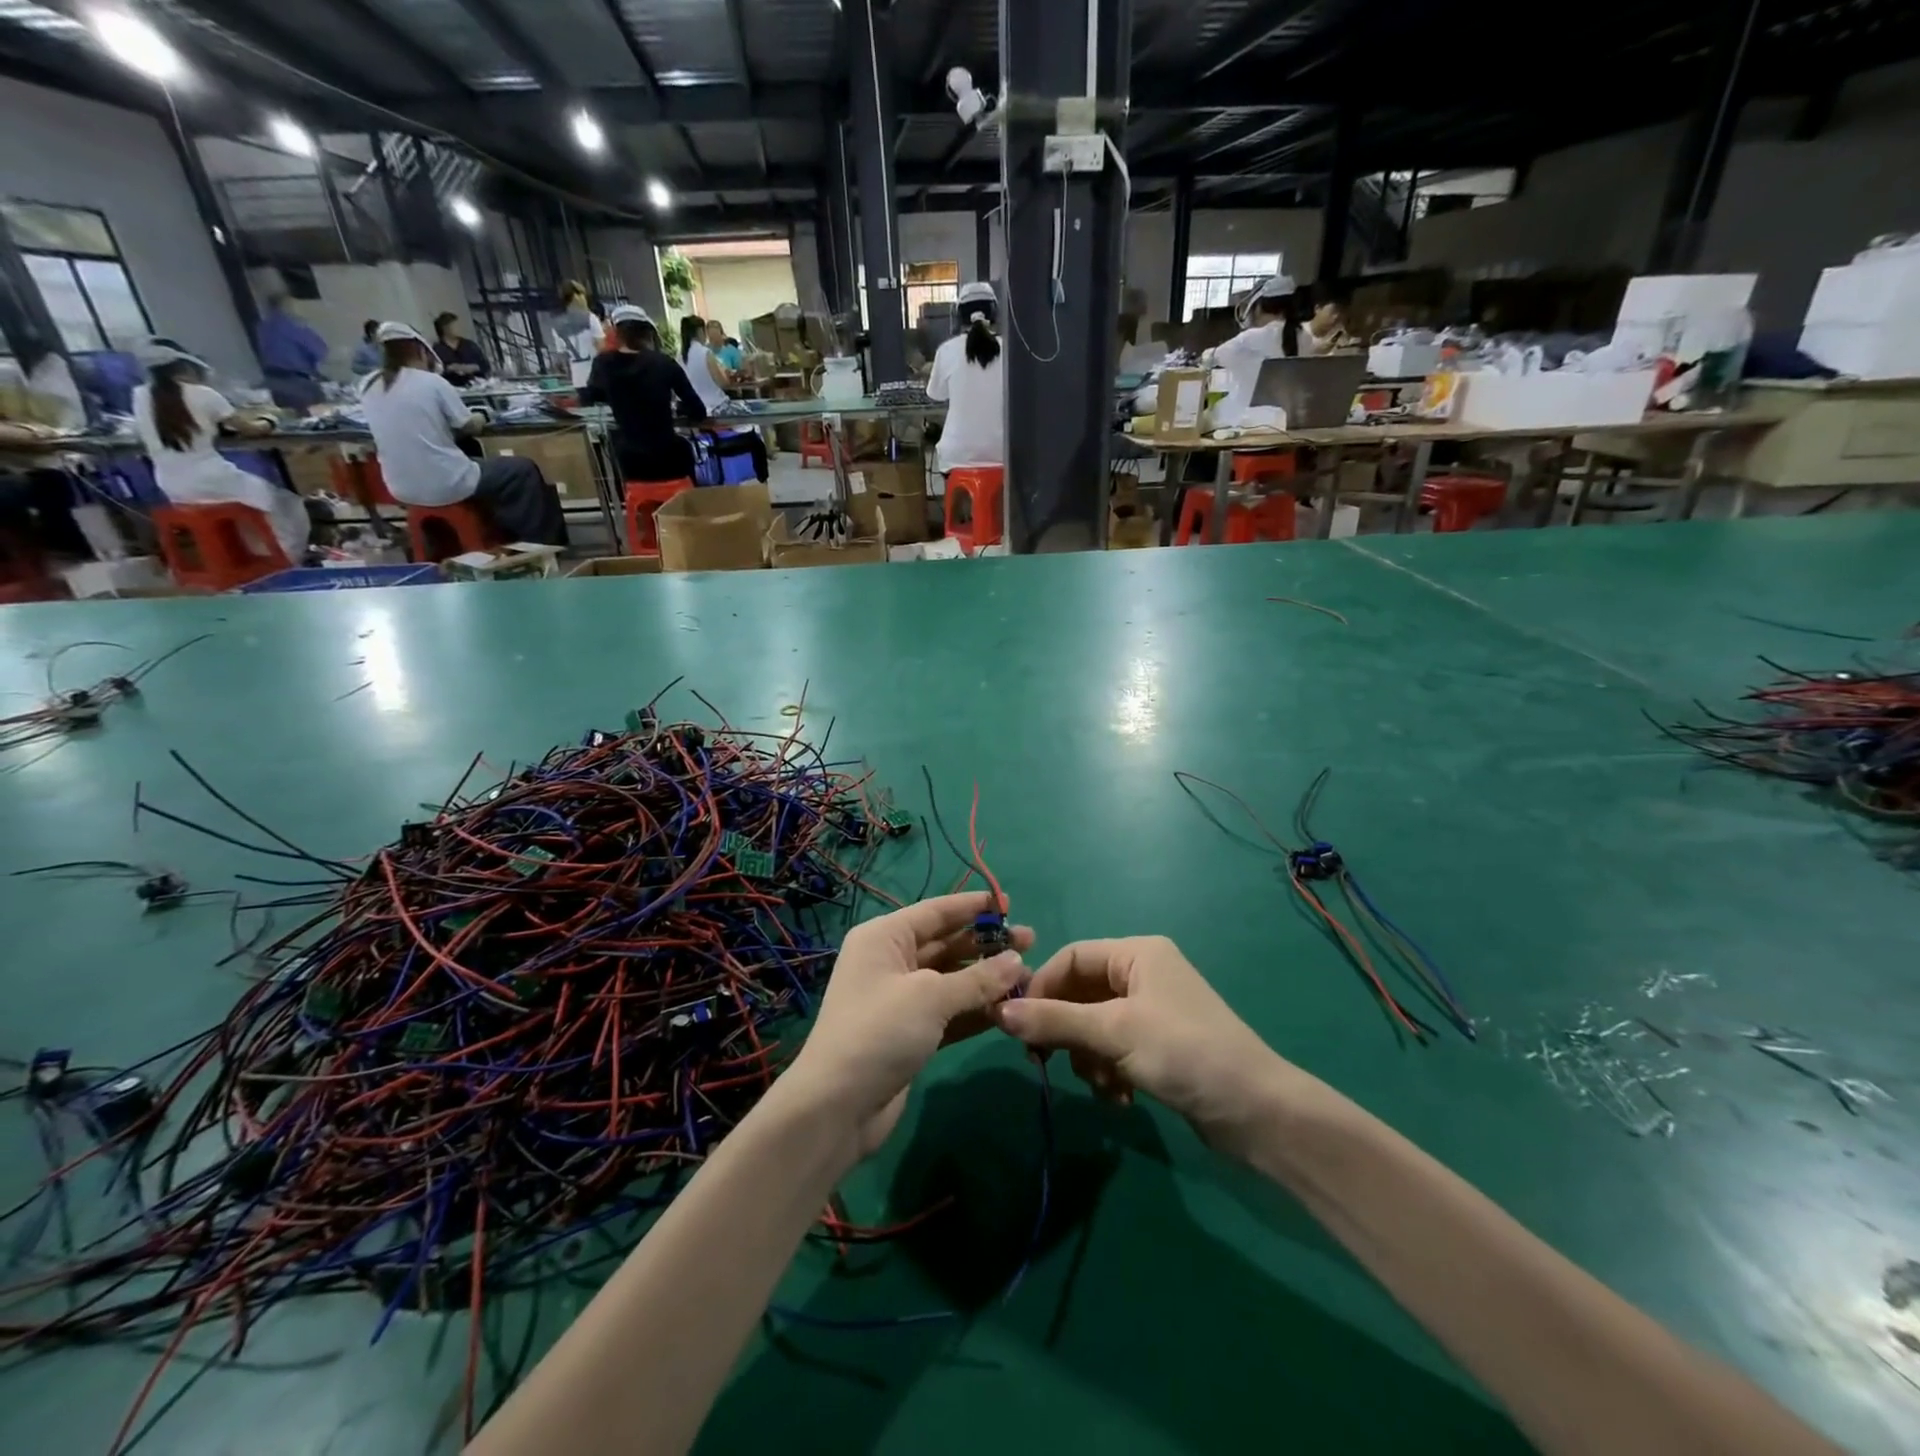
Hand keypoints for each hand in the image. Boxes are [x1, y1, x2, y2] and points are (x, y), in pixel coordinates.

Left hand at [786, 892, 1032, 1155]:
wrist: (837, 1108)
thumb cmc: (879, 1032)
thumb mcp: (930, 997)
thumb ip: (977, 978)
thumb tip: (1018, 960)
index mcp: (885, 937)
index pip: (936, 911)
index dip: (974, 906)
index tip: (1011, 903)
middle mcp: (891, 961)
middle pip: (947, 943)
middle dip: (987, 944)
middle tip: (1032, 942)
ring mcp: (900, 999)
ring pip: (952, 979)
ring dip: (986, 979)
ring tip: (1029, 977)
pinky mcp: (911, 1033)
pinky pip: (950, 1011)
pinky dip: (976, 1009)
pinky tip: (1009, 1008)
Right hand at [994, 937, 1297, 1153]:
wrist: (1257, 1112)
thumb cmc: (1183, 1052)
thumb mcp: (1113, 1033)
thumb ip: (1054, 1021)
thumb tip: (998, 1012)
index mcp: (1137, 954)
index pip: (1072, 957)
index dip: (1042, 987)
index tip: (1020, 1024)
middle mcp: (1144, 974)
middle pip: (1081, 994)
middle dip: (1068, 1031)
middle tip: (1048, 1062)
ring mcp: (1154, 1012)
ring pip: (1095, 1027)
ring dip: (1090, 1058)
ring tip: (1103, 1086)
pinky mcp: (1161, 1046)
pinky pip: (1116, 1050)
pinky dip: (1110, 1072)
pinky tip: (1121, 1099)